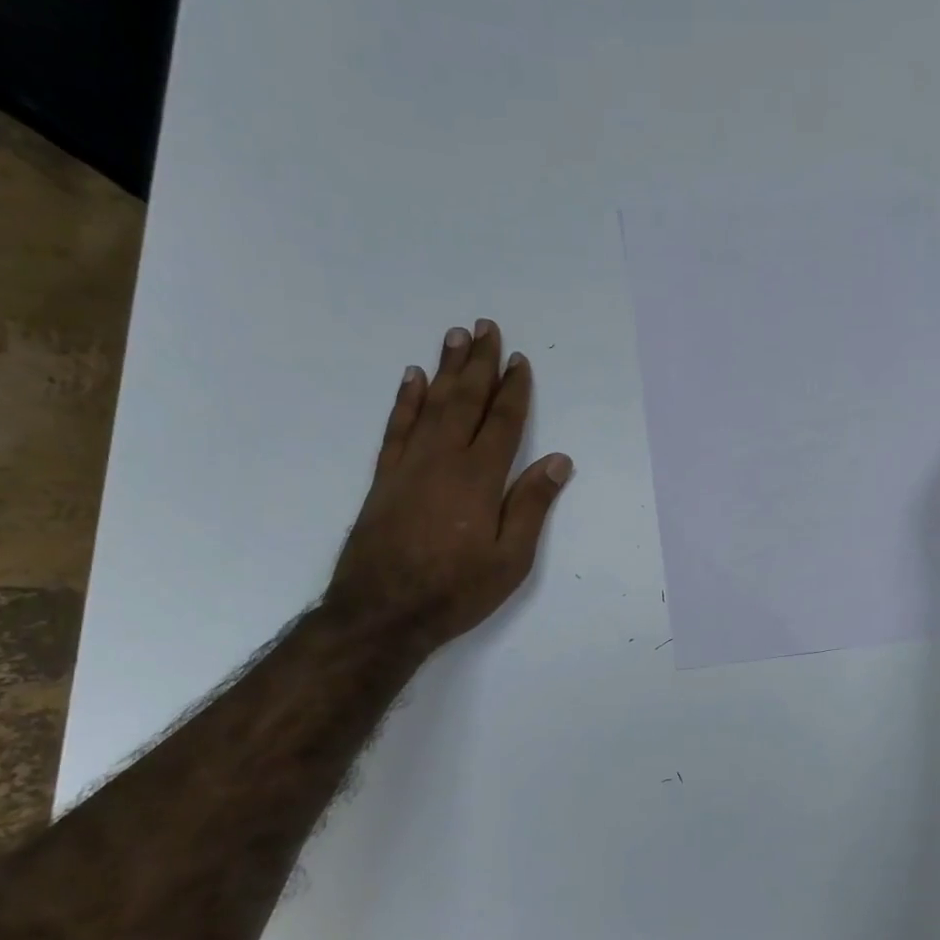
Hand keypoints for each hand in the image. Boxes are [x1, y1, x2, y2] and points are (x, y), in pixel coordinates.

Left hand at [327, 319, 572, 642]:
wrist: (382, 612)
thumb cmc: (456, 590)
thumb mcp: (510, 559)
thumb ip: (531, 505)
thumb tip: (558, 460)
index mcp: (480, 478)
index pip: (503, 423)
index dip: (514, 390)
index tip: (520, 360)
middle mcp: (444, 460)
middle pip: (466, 401)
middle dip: (479, 364)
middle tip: (486, 327)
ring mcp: (409, 465)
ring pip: (432, 405)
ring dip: (446, 369)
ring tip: (455, 336)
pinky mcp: (385, 478)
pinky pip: (397, 427)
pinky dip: (406, 400)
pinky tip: (413, 378)